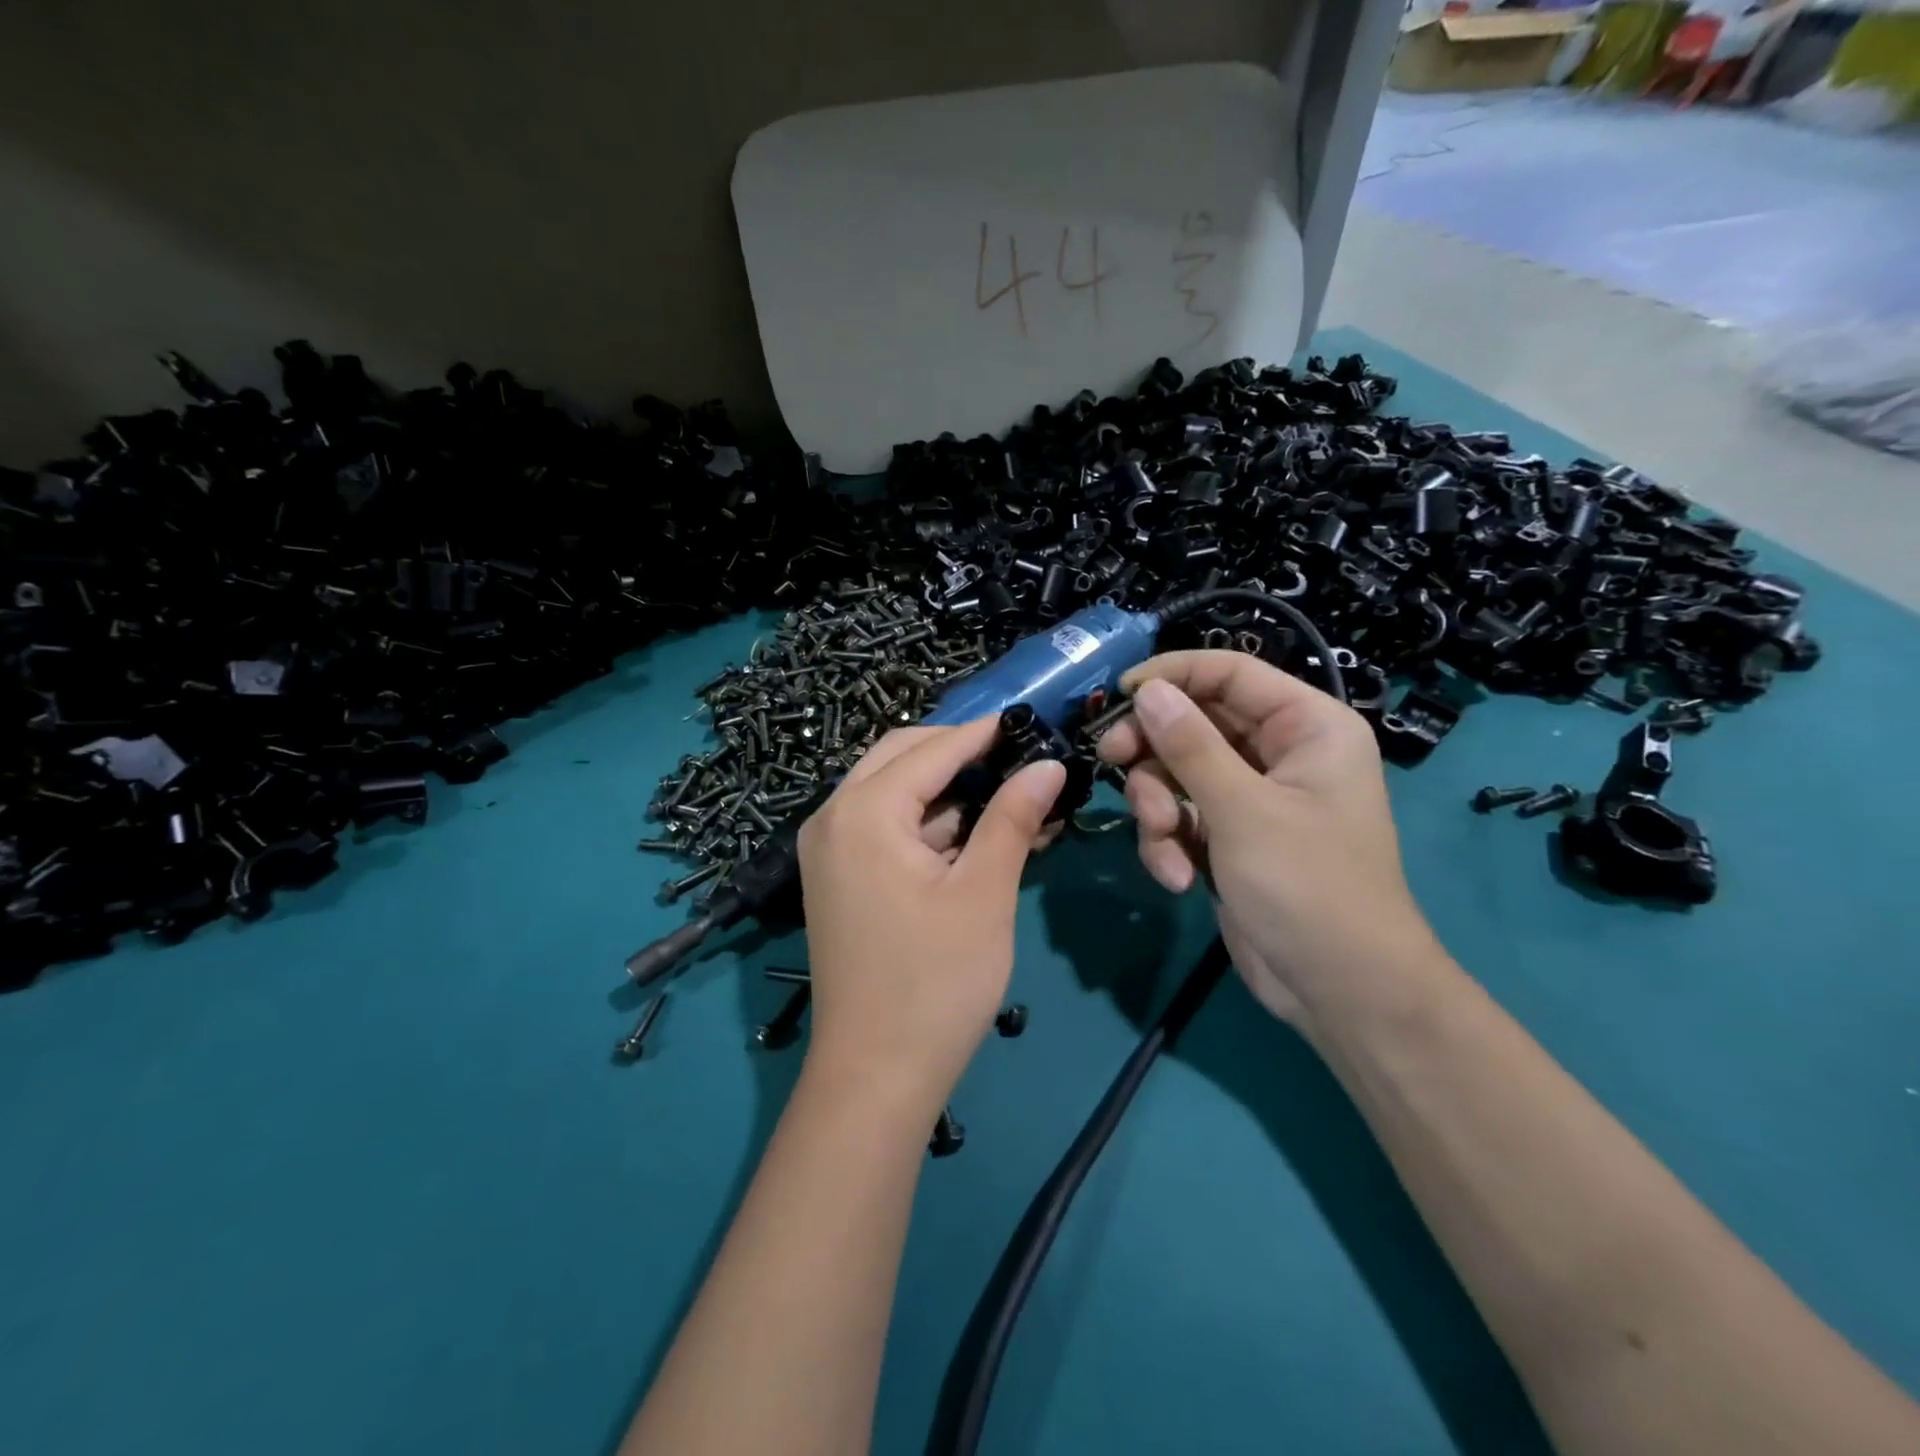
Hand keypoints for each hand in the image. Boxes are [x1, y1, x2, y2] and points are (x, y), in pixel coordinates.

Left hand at [797, 718, 1065, 1110]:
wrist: (874, 1077)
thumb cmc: (935, 982)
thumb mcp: (984, 893)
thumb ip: (1011, 818)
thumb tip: (1046, 765)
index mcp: (863, 811)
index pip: (932, 749)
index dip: (983, 733)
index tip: (1030, 722)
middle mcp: (833, 818)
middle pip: (901, 758)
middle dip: (959, 753)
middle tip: (1017, 758)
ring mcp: (829, 850)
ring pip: (891, 792)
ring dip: (946, 789)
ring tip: (1008, 794)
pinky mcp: (837, 879)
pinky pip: (882, 827)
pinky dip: (926, 823)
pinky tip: (974, 833)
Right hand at [1096, 651, 1436, 1025]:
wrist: (1340, 989)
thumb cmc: (1307, 886)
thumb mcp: (1242, 809)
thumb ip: (1189, 745)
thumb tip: (1148, 690)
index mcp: (1306, 726)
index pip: (1230, 673)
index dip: (1173, 675)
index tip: (1120, 694)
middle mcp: (1279, 753)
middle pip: (1194, 723)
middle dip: (1154, 752)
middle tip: (1112, 760)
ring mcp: (1251, 797)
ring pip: (1178, 773)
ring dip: (1158, 807)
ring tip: (1165, 841)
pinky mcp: (1229, 837)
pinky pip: (1181, 816)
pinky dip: (1170, 842)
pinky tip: (1178, 878)